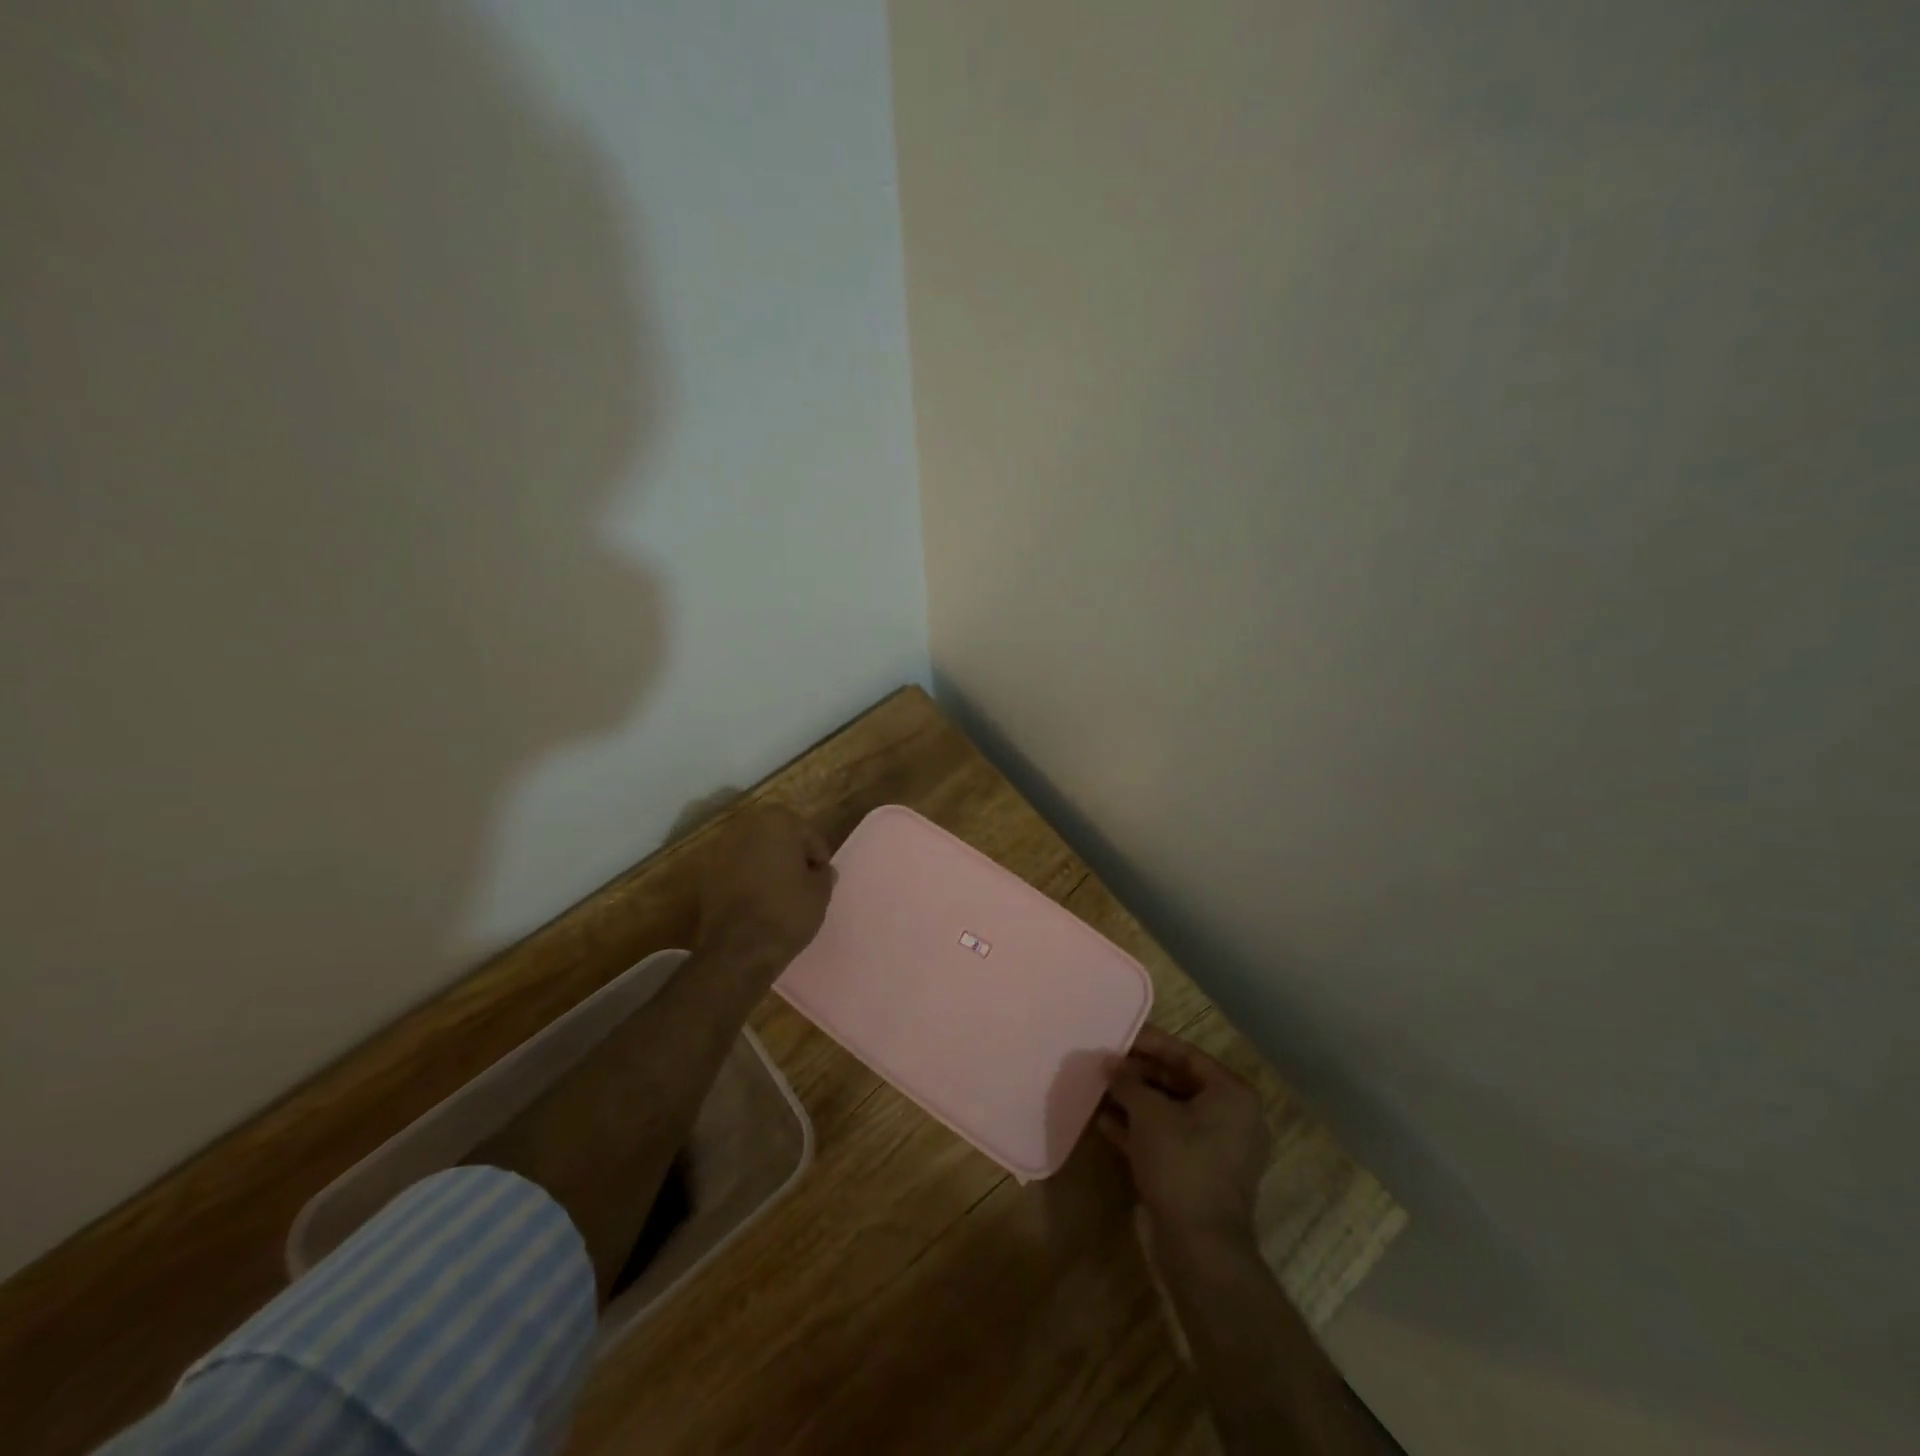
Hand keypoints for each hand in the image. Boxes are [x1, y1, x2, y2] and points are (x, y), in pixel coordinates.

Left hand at [695, 804, 836, 969]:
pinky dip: (746, 880)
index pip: (807, 834)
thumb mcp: (820, 893)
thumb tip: (821, 871)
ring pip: (753, 853)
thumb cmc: (787, 911)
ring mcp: (720, 849)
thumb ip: (823, 875)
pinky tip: (757, 902)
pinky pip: (735, 871)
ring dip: (766, 866)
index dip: (817, 857)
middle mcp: (744, 827)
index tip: (821, 877)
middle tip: (803, 881)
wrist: (738, 949)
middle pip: (776, 838)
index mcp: (776, 821)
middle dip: (790, 856)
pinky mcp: (704, 874)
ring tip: (779, 893)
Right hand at [1100, 1025, 1268, 1254]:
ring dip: (1137, 1102)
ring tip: (1101, 1089)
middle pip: (1179, 1082)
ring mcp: (1219, 1149)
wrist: (1201, 1248)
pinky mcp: (1202, 1174)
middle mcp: (1232, 1117)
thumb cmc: (1181, 1164)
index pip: (1186, 1054)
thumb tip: (1108, 1063)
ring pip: (1171, 1112)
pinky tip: (1106, 1123)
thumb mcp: (1148, 1114)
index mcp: (1232, 1094)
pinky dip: (1141, 1130)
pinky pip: (1170, 1139)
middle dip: (1139, 1074)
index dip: (1149, 1043)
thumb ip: (1127, 1082)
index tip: (1118, 1036)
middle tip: (1105, 1064)